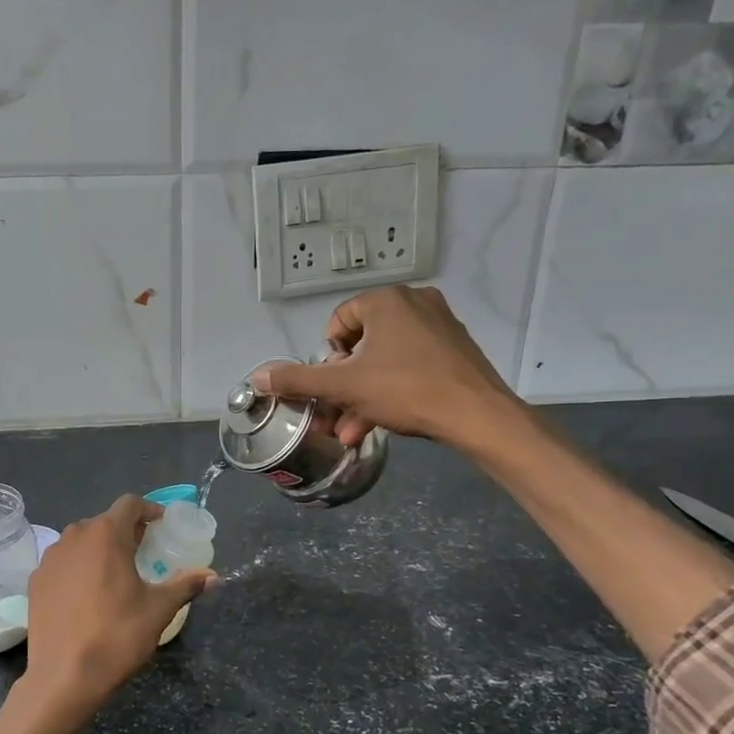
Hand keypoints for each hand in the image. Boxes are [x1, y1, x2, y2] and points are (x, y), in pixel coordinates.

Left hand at [20, 495, 215, 725]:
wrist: (63, 677)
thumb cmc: (117, 635)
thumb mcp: (159, 610)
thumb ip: (185, 585)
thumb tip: (213, 576)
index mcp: (105, 535)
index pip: (129, 504)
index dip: (149, 510)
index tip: (162, 525)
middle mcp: (74, 537)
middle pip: (104, 521)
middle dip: (126, 531)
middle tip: (144, 551)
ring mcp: (50, 559)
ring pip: (80, 541)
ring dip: (100, 548)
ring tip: (116, 573)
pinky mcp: (36, 581)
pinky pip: (63, 563)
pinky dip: (78, 567)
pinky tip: (88, 594)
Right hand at [250, 286, 527, 452]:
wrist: (476, 415)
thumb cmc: (405, 390)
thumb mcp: (344, 386)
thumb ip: (297, 380)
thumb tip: (257, 376)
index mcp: (385, 301)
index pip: (338, 323)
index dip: (327, 359)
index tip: (332, 388)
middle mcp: (413, 302)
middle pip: (361, 346)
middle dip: (343, 387)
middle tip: (334, 416)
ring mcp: (439, 325)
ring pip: (385, 361)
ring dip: (362, 397)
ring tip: (351, 432)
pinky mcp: (455, 349)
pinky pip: (410, 365)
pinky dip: (391, 391)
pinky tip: (380, 424)